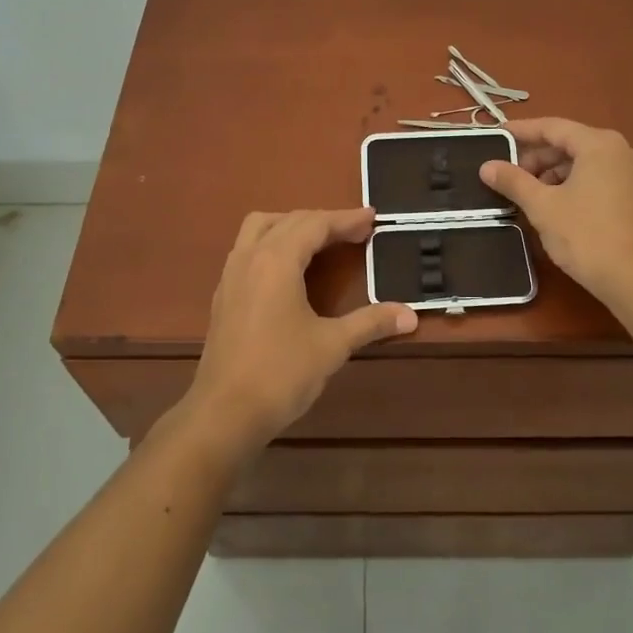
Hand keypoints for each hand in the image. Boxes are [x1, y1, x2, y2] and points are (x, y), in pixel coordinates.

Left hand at [180, 208, 417, 456]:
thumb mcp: (332, 346)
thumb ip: (370, 323)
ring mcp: (231, 276)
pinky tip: (289, 271)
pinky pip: (248, 250)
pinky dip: (273, 244)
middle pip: (288, 221)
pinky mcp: (223, 296)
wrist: (223, 414)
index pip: (315, 224)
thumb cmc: (280, 374)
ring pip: (260, 229)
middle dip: (323, 221)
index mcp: (276, 261)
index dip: (345, 220)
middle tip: (355, 232)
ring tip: (320, 241)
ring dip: (292, 226)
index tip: (372, 218)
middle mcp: (250, 257)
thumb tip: (410, 315)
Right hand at [478, 118, 632, 301]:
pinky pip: (598, 178)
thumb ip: (513, 181)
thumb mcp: (542, 206)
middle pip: (570, 144)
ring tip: (527, 194)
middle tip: (508, 175)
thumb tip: (486, 167)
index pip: (552, 127)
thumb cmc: (586, 235)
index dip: (521, 131)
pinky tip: (554, 204)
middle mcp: (622, 150)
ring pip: (584, 162)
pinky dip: (573, 184)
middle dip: (537, 157)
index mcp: (600, 144)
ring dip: (553, 173)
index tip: (496, 136)